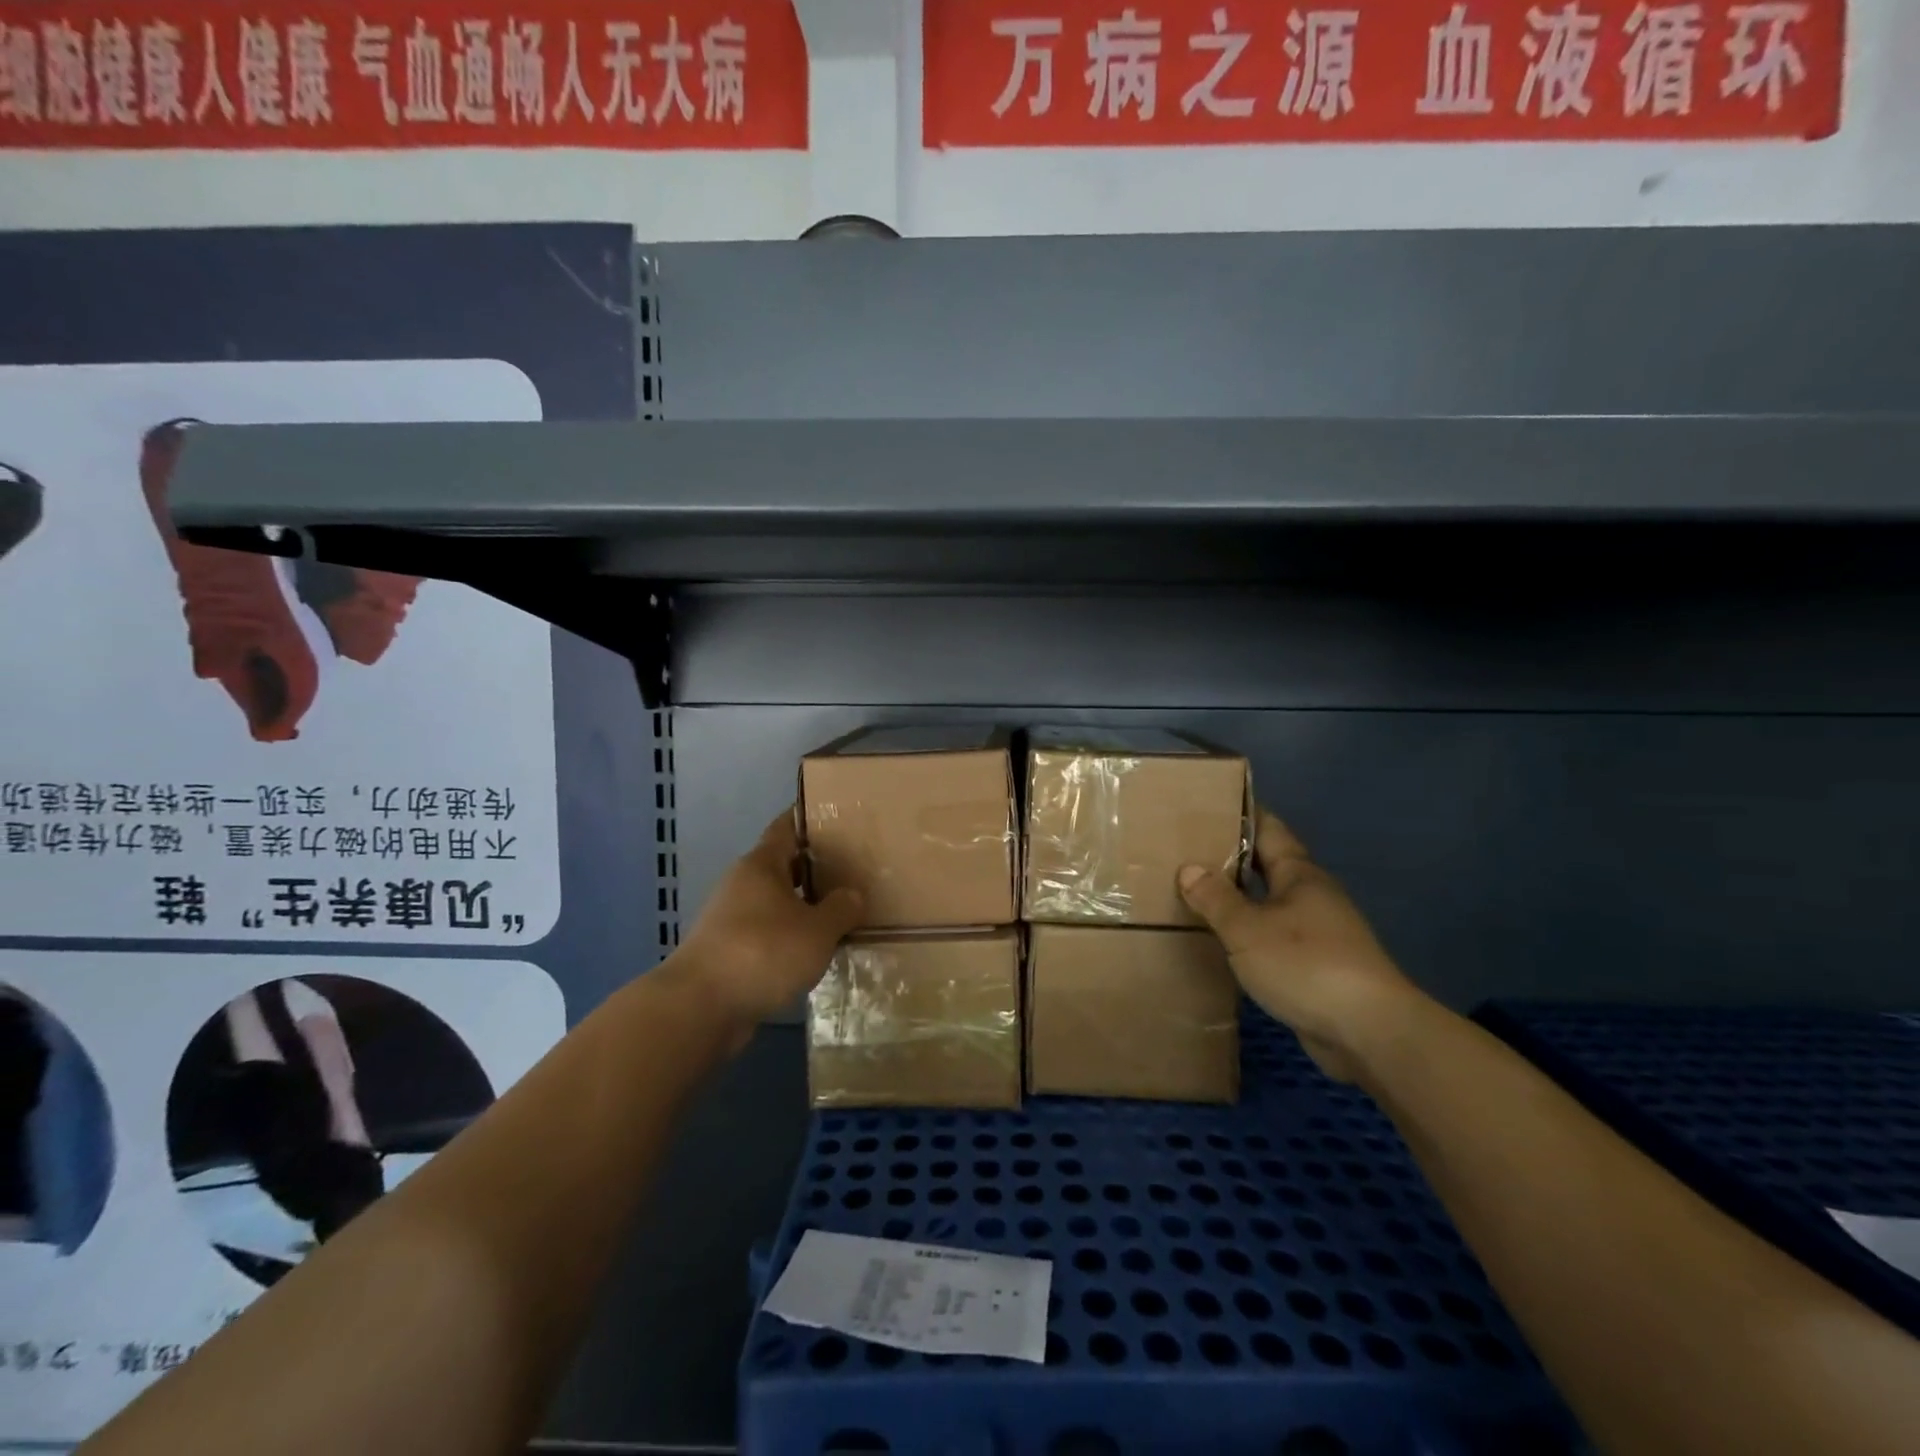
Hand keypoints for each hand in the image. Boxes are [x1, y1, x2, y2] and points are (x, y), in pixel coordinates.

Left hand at [672, 810, 863, 1036]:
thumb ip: (841, 909)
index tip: (836, 816)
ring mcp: (730, 919)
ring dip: (802, 907)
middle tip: (851, 870)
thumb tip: (852, 895)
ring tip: (840, 914)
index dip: (809, 819)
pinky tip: (813, 952)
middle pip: (782, 866)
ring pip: (775, 903)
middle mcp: (742, 885)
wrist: (700, 1008)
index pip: (786, 827)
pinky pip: (766, 934)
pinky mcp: (727, 953)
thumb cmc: (762, 952)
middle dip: (814, 868)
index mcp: (761, 865)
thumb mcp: (817, 930)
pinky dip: (788, 938)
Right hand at [1179, 807, 1422, 1082]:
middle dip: (1232, 858)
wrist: (1369, 1032)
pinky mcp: (1318, 968)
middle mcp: (1312, 896)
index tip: (1207, 805)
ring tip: (1195, 895)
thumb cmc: (1306, 965)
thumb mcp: (1248, 929)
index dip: (1240, 814)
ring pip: (1270, 904)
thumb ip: (1216, 899)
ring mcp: (1319, 933)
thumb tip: (1189, 868)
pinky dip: (1249, 935)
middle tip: (1186, 851)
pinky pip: (1274, 938)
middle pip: (1268, 866)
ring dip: (1239, 899)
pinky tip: (1224, 943)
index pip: (1268, 829)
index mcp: (1300, 875)